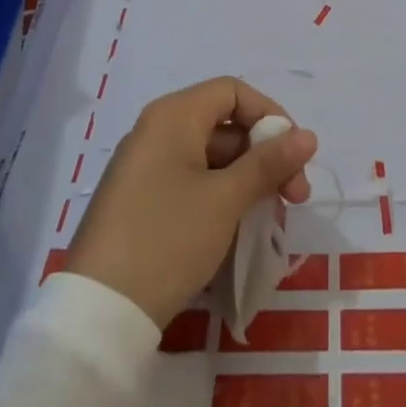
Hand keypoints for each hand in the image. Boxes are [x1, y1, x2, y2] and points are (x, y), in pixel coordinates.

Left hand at [68, 78, 318, 329]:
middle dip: (265, 156)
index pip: (234, 92)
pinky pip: (191, 183)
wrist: (98, 314)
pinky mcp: (139, 202)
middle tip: (295, 198)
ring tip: (271, 220)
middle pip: (224, 125)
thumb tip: (308, 136)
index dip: (270, 115)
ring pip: (211, 158)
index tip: (294, 155)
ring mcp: (144, 168)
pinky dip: (221, 197)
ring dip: (248, 181)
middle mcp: (156, 131)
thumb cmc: (168, 238)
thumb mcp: (227, 198)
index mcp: (173, 116)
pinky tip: (239, 229)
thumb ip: (270, 162)